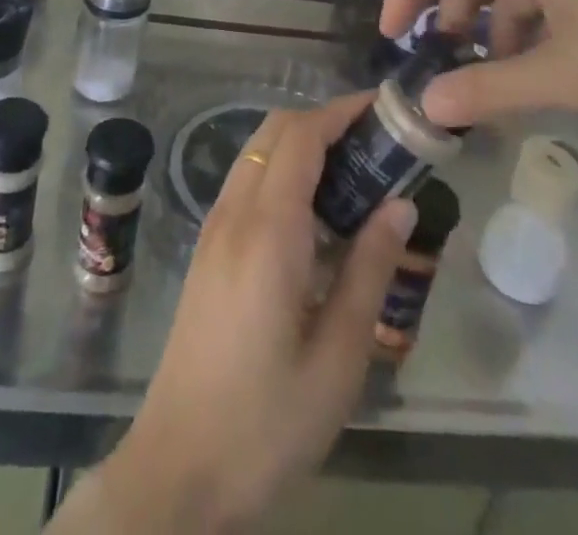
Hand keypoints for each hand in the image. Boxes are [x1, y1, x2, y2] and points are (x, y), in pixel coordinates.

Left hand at [68, 99, 415, 532]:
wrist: (177, 469)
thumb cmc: (266, 421)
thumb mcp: (338, 358)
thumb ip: (369, 270)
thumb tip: (400, 204)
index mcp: (268, 230)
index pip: (302, 136)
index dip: (342, 111)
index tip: (384, 109)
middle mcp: (234, 213)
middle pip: (275, 131)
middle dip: (324, 121)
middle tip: (377, 144)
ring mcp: (213, 228)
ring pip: (257, 152)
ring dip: (301, 144)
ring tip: (354, 174)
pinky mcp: (207, 249)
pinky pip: (246, 182)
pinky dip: (281, 170)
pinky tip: (314, 214)